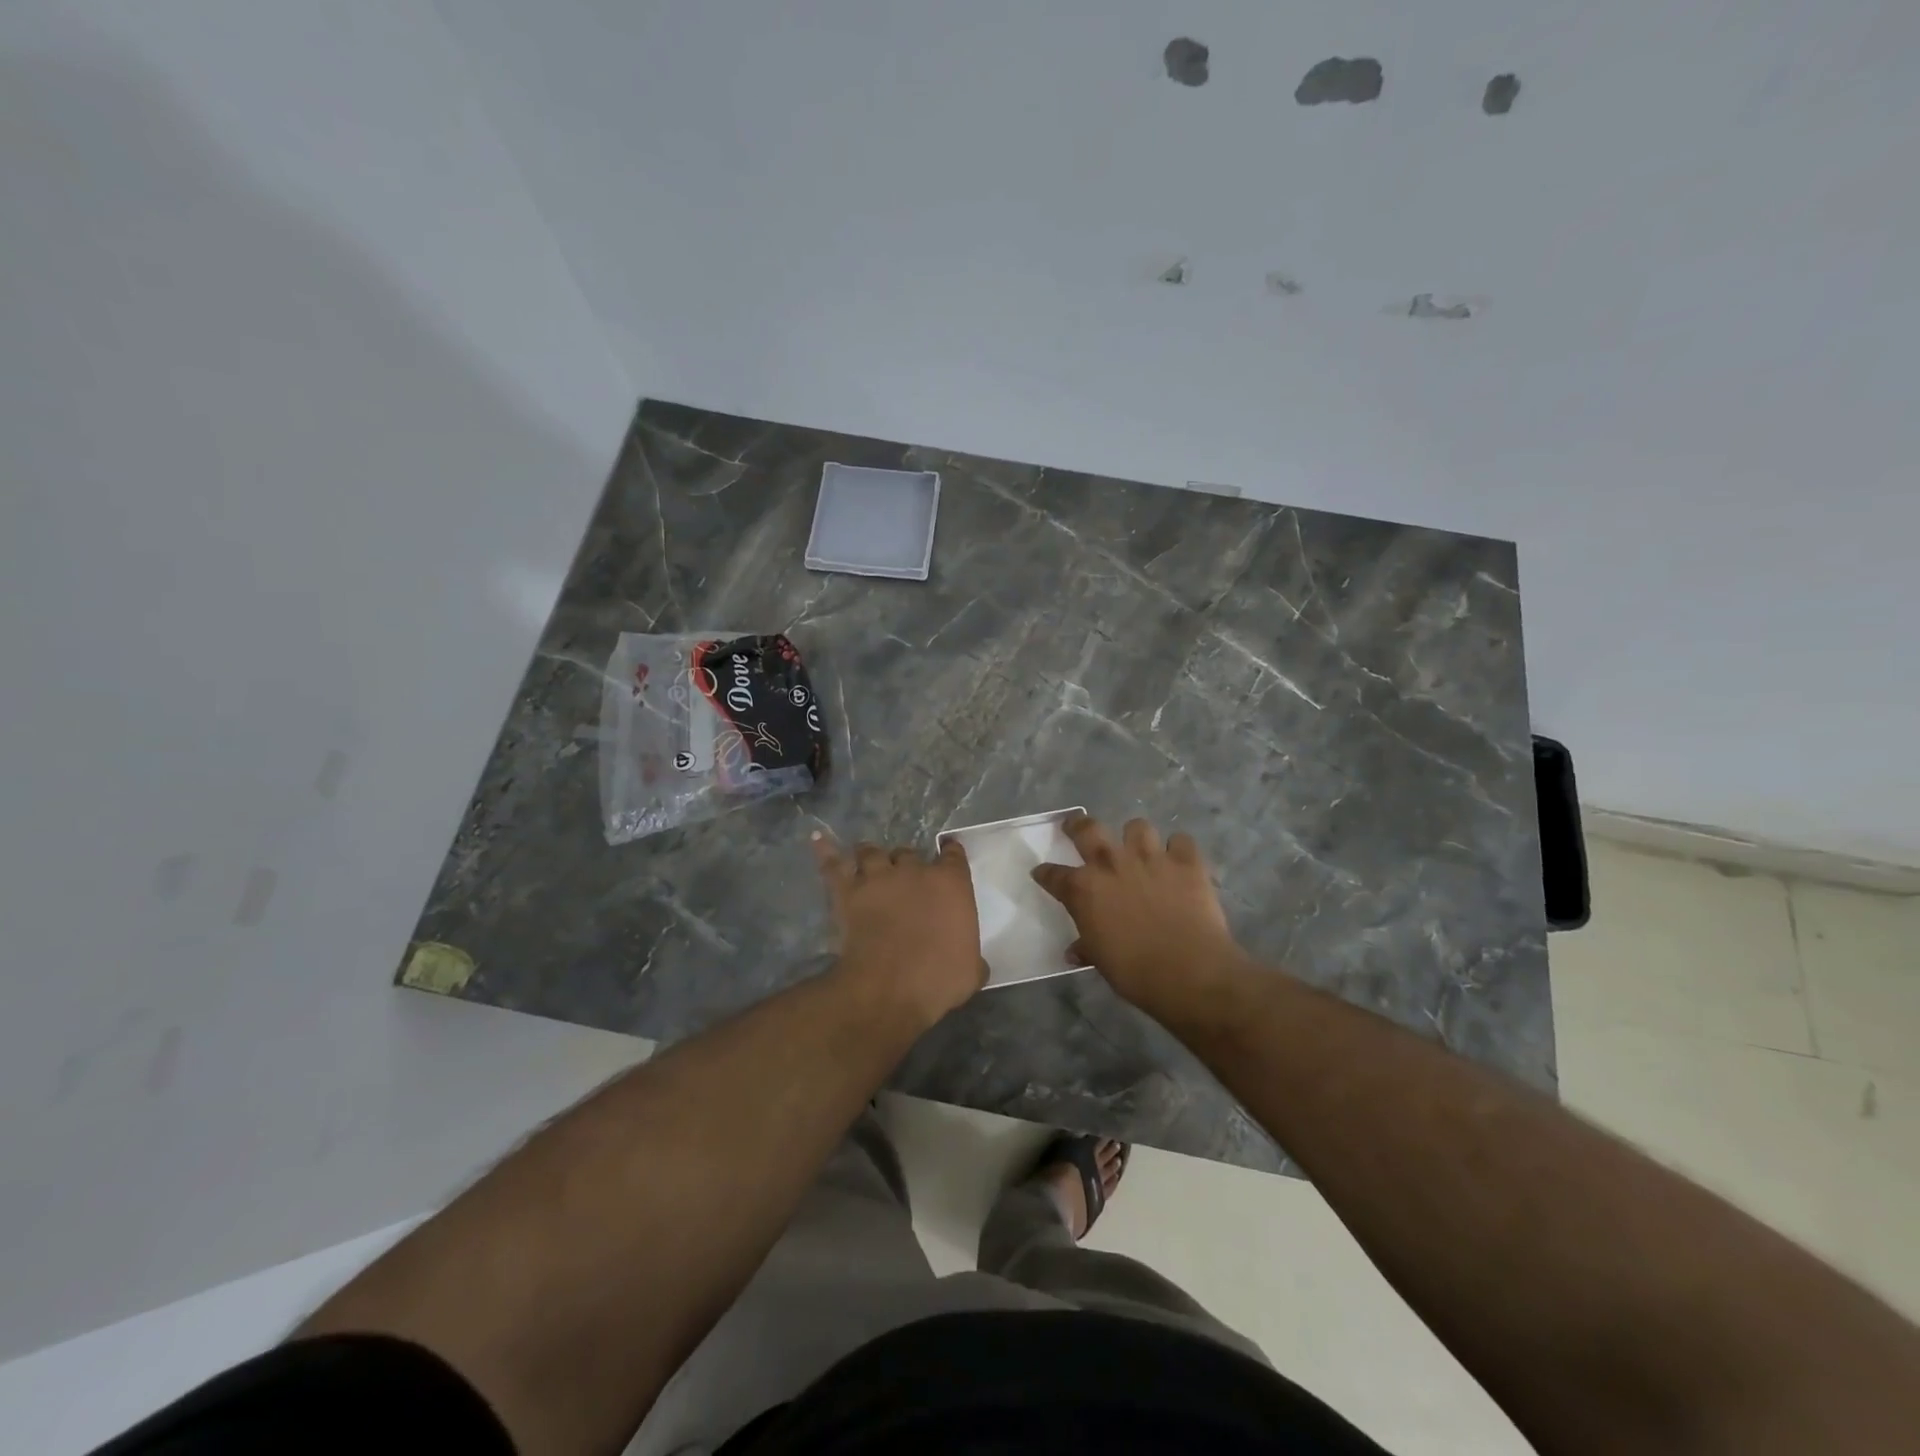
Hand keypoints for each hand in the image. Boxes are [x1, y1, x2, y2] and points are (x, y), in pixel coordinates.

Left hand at [813, 832, 986, 1027]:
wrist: (890, 987)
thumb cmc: (938, 979)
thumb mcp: (970, 972)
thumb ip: (972, 958)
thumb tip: (974, 963)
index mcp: (950, 883)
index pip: (952, 855)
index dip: (949, 853)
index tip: (948, 854)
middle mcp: (914, 870)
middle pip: (908, 853)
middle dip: (906, 864)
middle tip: (903, 881)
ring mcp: (878, 877)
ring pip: (872, 852)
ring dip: (871, 857)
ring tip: (869, 864)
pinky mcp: (847, 891)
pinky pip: (833, 864)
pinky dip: (825, 851)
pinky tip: (817, 840)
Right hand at [1031, 814, 1247, 1014]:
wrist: (1189, 972)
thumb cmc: (1135, 972)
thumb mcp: (1101, 961)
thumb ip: (1087, 947)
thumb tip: (1075, 951)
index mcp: (1084, 889)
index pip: (1053, 875)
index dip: (1045, 874)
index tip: (1041, 872)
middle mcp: (1112, 863)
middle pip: (1087, 829)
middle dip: (1077, 825)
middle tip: (1076, 826)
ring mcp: (1150, 857)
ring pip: (1137, 827)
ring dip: (1135, 837)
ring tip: (1139, 849)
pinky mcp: (1186, 861)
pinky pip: (1180, 841)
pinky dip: (1178, 849)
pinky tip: (1179, 861)